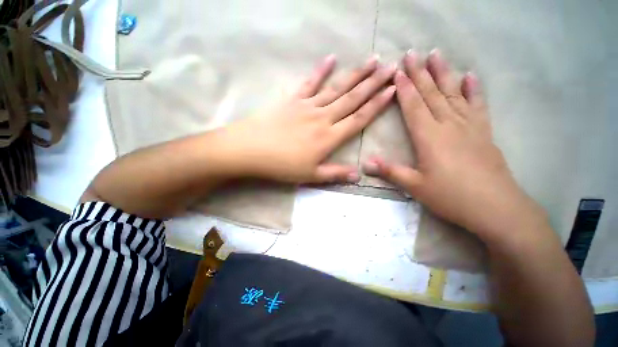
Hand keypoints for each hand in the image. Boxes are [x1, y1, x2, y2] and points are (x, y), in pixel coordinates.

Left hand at [221, 55, 395, 183]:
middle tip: (391, 67)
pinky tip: (331, 58)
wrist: (251, 150)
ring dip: (355, 74)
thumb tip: (358, 176)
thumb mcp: (311, 175)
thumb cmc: (282, 166)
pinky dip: (321, 70)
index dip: (377, 105)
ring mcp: (307, 106)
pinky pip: (310, 83)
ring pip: (337, 88)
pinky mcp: (293, 100)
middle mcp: (323, 118)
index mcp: (329, 138)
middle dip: (373, 83)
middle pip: (352, 98)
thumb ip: (335, 174)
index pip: (359, 118)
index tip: (392, 90)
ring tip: (371, 60)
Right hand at [363, 49, 545, 240]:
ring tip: (436, 54)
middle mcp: (448, 125)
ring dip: (443, 73)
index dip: (404, 89)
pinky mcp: (484, 132)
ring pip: (453, 94)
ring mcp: (469, 126)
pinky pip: (477, 106)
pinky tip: (470, 76)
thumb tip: (365, 164)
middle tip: (412, 53)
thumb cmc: (451, 196)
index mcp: (429, 137)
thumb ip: (390, 171)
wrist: (495, 208)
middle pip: (432, 94)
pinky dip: (473, 90)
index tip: (398, 70)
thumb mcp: (415, 186)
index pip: (413, 107)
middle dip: (420, 73)